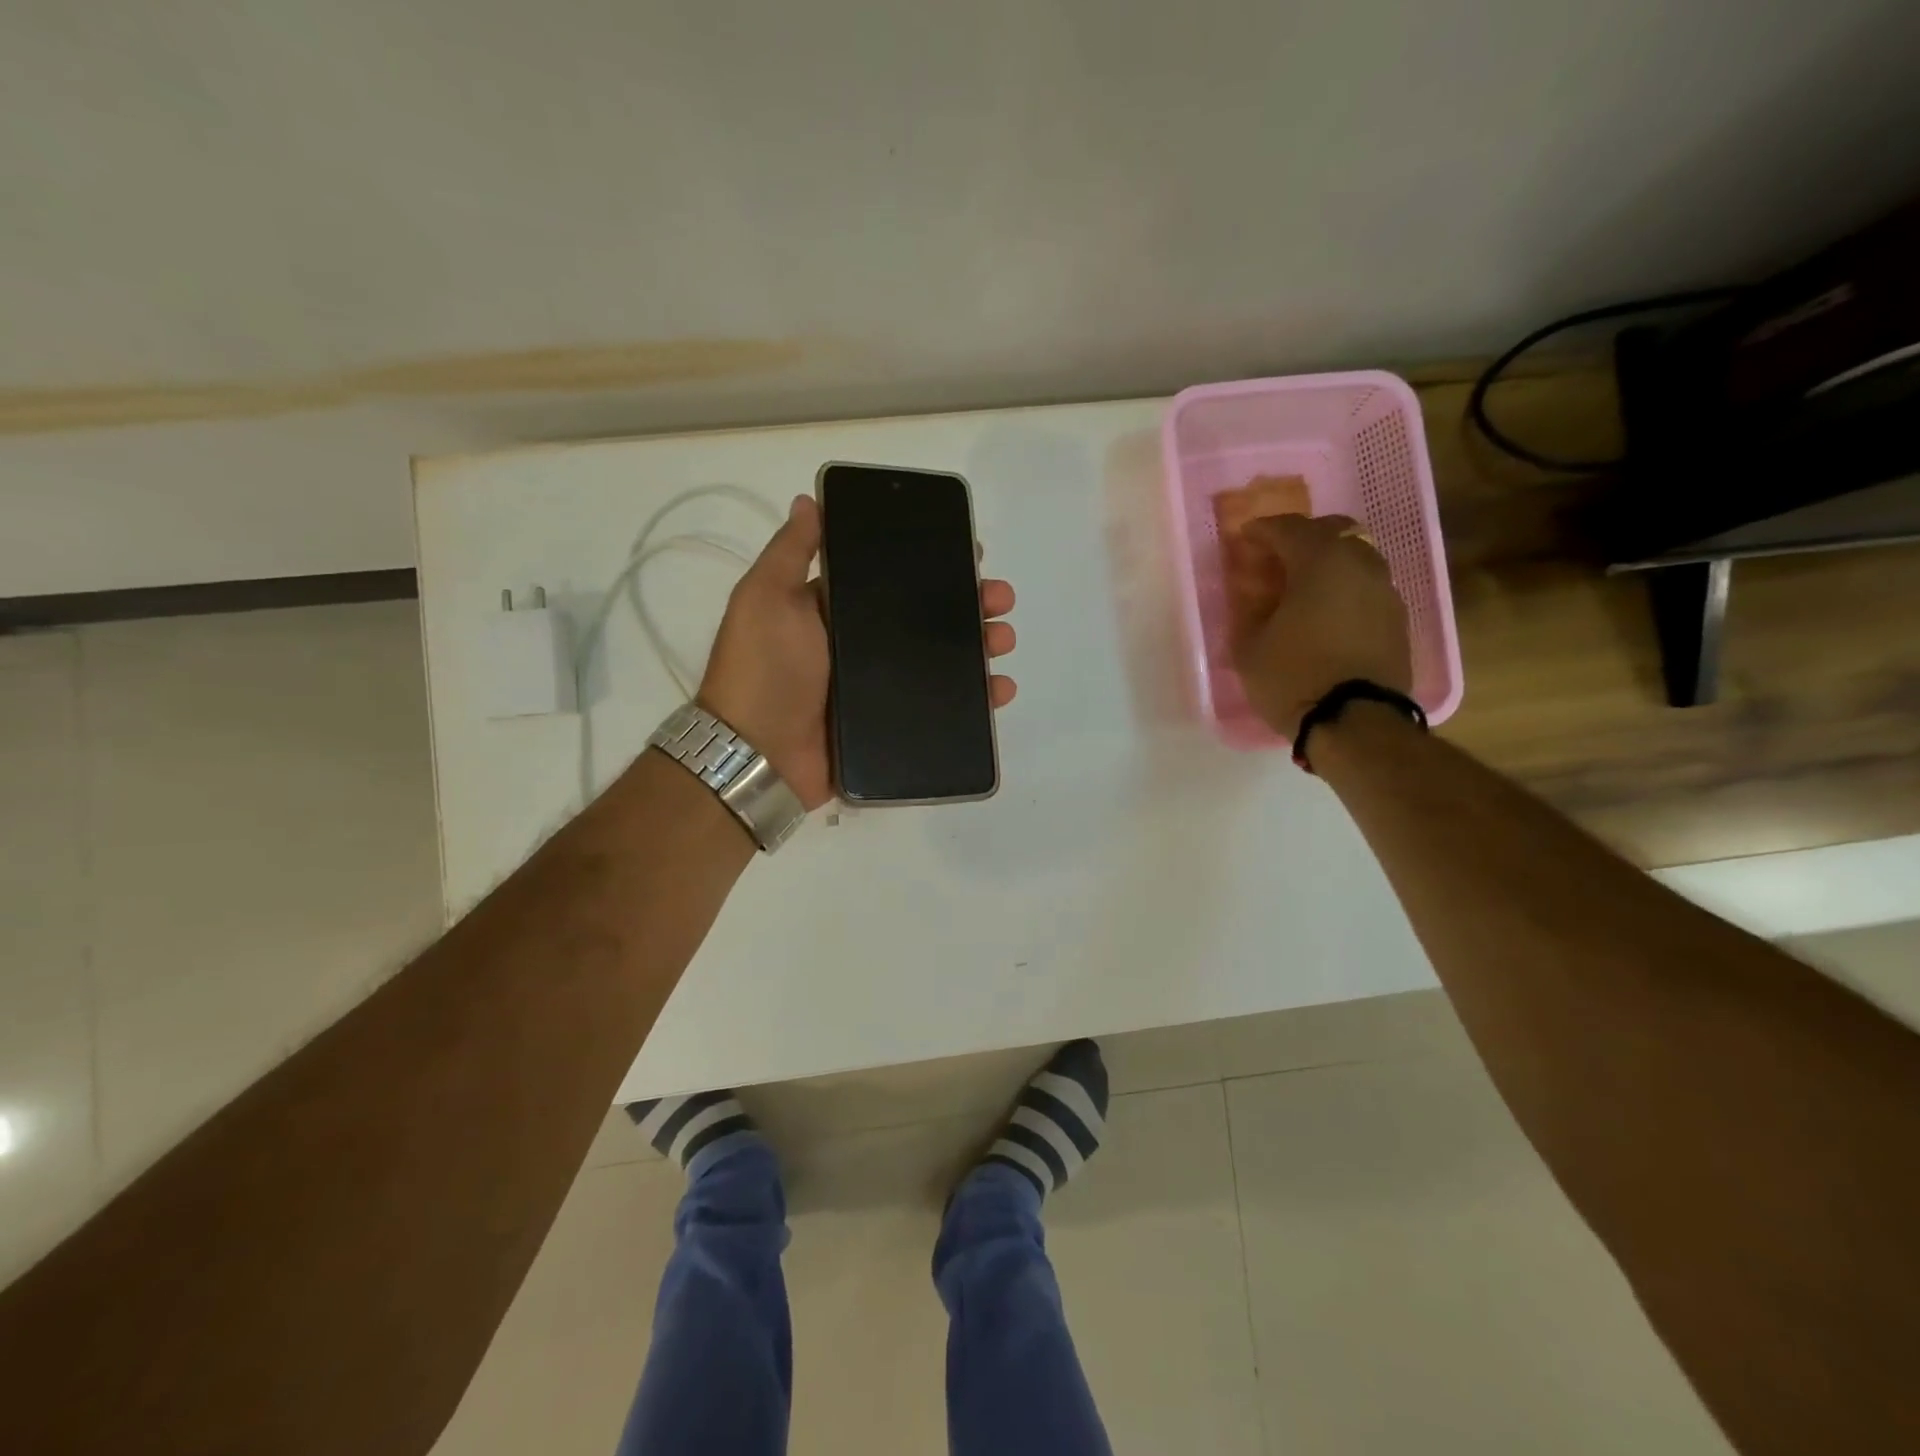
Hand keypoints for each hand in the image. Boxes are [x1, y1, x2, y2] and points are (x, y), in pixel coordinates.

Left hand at [698, 494, 1018, 810]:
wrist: (758, 754)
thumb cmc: (764, 668)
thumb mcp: (767, 598)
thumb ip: (791, 552)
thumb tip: (809, 500)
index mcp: (835, 611)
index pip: (893, 579)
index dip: (932, 564)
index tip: (970, 554)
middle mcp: (860, 645)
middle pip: (925, 619)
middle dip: (967, 604)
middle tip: (999, 599)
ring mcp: (878, 688)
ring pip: (940, 661)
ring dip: (978, 646)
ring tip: (1003, 639)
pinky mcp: (891, 725)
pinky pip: (940, 707)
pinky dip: (974, 699)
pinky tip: (999, 688)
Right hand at [1223, 513, 1411, 738]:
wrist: (1354, 722)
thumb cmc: (1293, 677)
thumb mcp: (1250, 647)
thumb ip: (1249, 612)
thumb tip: (1254, 597)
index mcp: (1320, 562)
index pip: (1289, 528)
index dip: (1263, 530)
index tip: (1245, 537)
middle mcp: (1360, 565)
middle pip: (1335, 530)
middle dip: (1304, 536)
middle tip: (1279, 555)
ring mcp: (1386, 591)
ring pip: (1357, 557)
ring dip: (1330, 562)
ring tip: (1305, 585)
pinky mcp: (1398, 619)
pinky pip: (1368, 587)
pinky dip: (1347, 588)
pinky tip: (1329, 611)